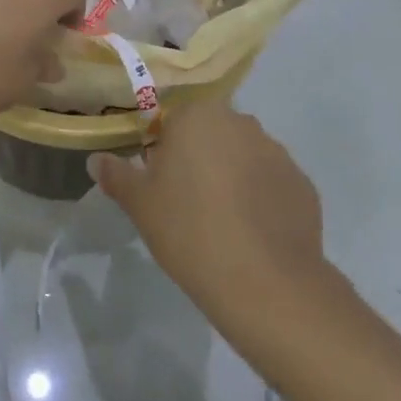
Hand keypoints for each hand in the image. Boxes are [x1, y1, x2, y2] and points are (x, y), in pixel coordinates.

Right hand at [89, 102, 334, 333]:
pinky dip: (260, 199)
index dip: (163, 148)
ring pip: (243, 156)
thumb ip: (117, 176)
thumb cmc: (190, 231)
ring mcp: (278, 152)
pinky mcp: (303, 185)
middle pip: (210, 133)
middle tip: (185, 202)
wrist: (267, 285)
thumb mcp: (141, 205)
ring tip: (222, 222)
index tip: (159, 181)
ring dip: (231, 176)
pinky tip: (251, 234)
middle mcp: (241, 122)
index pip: (173, 118)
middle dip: (198, 158)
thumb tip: (97, 160)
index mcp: (198, 116)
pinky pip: (271, 183)